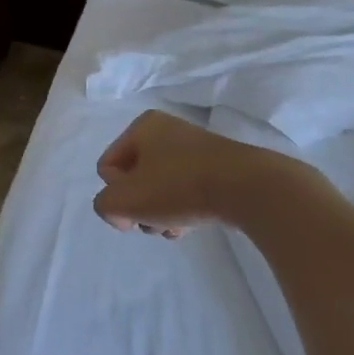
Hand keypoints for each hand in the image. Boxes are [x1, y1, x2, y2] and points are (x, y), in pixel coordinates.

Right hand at [94, 110, 314, 238]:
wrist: (248, 188)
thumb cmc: (178, 187)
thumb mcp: (122, 200)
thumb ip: (105, 206)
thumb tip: (123, 213)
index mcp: (142, 127)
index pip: (107, 167)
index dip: (115, 194)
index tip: (133, 209)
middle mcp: (167, 131)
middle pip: (134, 179)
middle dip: (139, 206)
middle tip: (153, 221)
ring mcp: (195, 150)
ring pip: (159, 189)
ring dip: (159, 213)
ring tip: (174, 227)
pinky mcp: (217, 168)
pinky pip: (185, 192)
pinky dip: (182, 210)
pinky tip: (191, 225)